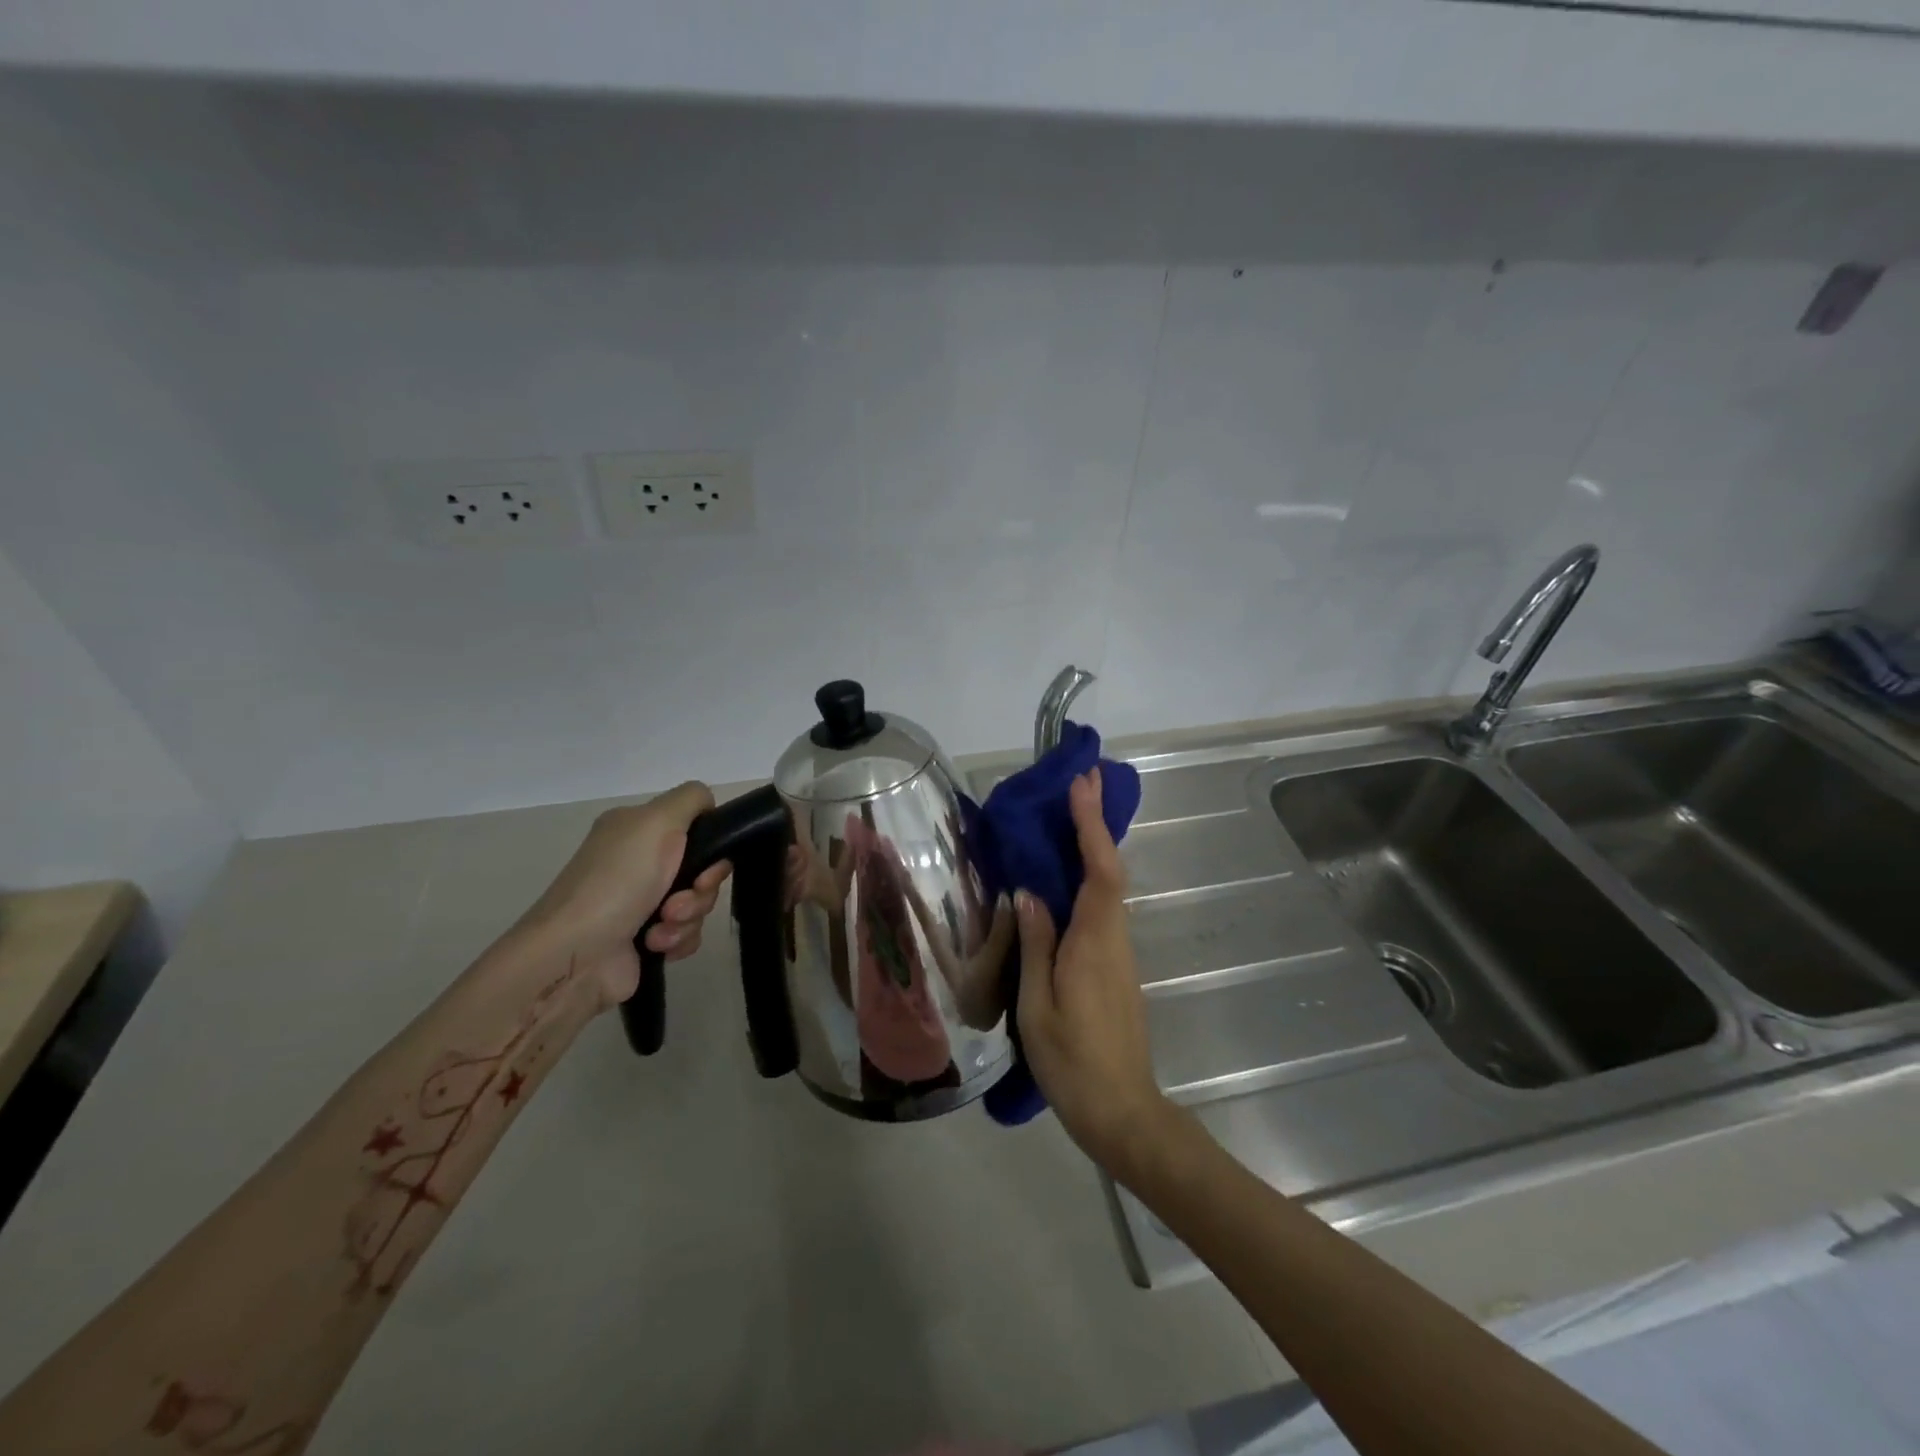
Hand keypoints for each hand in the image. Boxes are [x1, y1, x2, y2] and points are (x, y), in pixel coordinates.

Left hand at [520, 783, 732, 1008]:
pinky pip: (688, 933)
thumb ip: (692, 798)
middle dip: (701, 890)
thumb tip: (708, 805)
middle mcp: (639, 862)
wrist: (574, 955)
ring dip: (688, 917)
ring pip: (698, 903)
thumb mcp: (657, 820)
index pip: (695, 828)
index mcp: (637, 829)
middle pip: (702, 869)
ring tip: (660, 928)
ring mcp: (642, 902)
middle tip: (678, 902)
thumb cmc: (617, 882)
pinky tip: (656, 945)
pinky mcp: (646, 938)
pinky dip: (679, 939)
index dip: (710, 848)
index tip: (706, 866)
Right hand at [1015, 768, 1179, 1182]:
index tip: (1080, 785)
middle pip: (1109, 868)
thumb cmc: (1073, 1062)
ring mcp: (1117, 952)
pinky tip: (1063, 876)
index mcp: (1094, 942)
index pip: (1100, 870)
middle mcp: (1113, 938)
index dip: (1091, 825)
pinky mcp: (1112, 966)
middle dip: (1095, 822)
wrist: (1122, 1112)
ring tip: (1066, 815)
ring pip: (1106, 887)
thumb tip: (1029, 894)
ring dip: (1091, 845)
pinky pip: (1100, 908)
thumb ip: (1036, 946)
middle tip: (1078, 781)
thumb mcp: (1038, 1006)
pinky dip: (1087, 877)